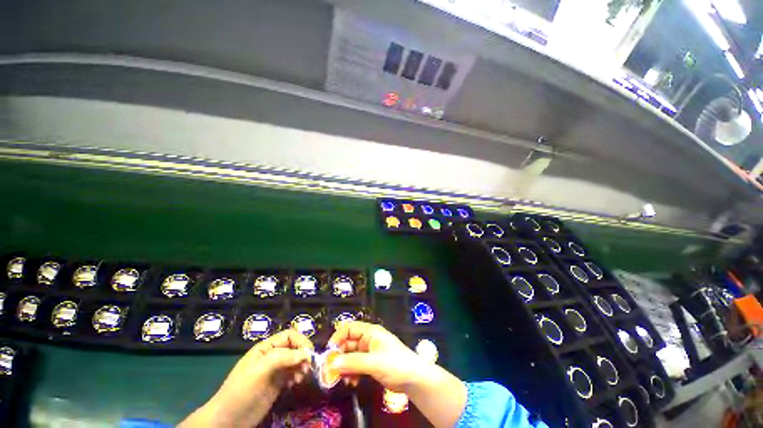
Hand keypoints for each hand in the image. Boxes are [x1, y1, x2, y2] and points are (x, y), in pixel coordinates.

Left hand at [179, 330, 312, 427]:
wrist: (229, 420)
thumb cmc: (242, 390)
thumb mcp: (260, 370)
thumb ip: (283, 357)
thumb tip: (306, 353)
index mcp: (266, 348)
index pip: (290, 335)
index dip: (301, 341)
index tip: (309, 354)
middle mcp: (272, 355)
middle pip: (295, 347)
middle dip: (303, 354)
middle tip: (308, 367)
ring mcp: (275, 370)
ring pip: (296, 360)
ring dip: (302, 365)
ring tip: (302, 377)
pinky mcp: (278, 383)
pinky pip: (293, 373)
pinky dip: (298, 375)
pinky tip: (296, 383)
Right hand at [327, 321, 425, 392]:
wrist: (413, 379)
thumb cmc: (395, 364)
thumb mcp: (374, 362)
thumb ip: (353, 362)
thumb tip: (331, 364)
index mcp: (370, 332)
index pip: (349, 328)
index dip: (337, 338)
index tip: (328, 352)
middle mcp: (367, 340)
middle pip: (347, 343)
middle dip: (339, 356)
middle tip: (330, 371)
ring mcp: (368, 353)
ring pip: (350, 356)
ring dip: (344, 366)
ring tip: (342, 379)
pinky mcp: (370, 365)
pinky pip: (355, 366)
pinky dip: (351, 373)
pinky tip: (351, 382)